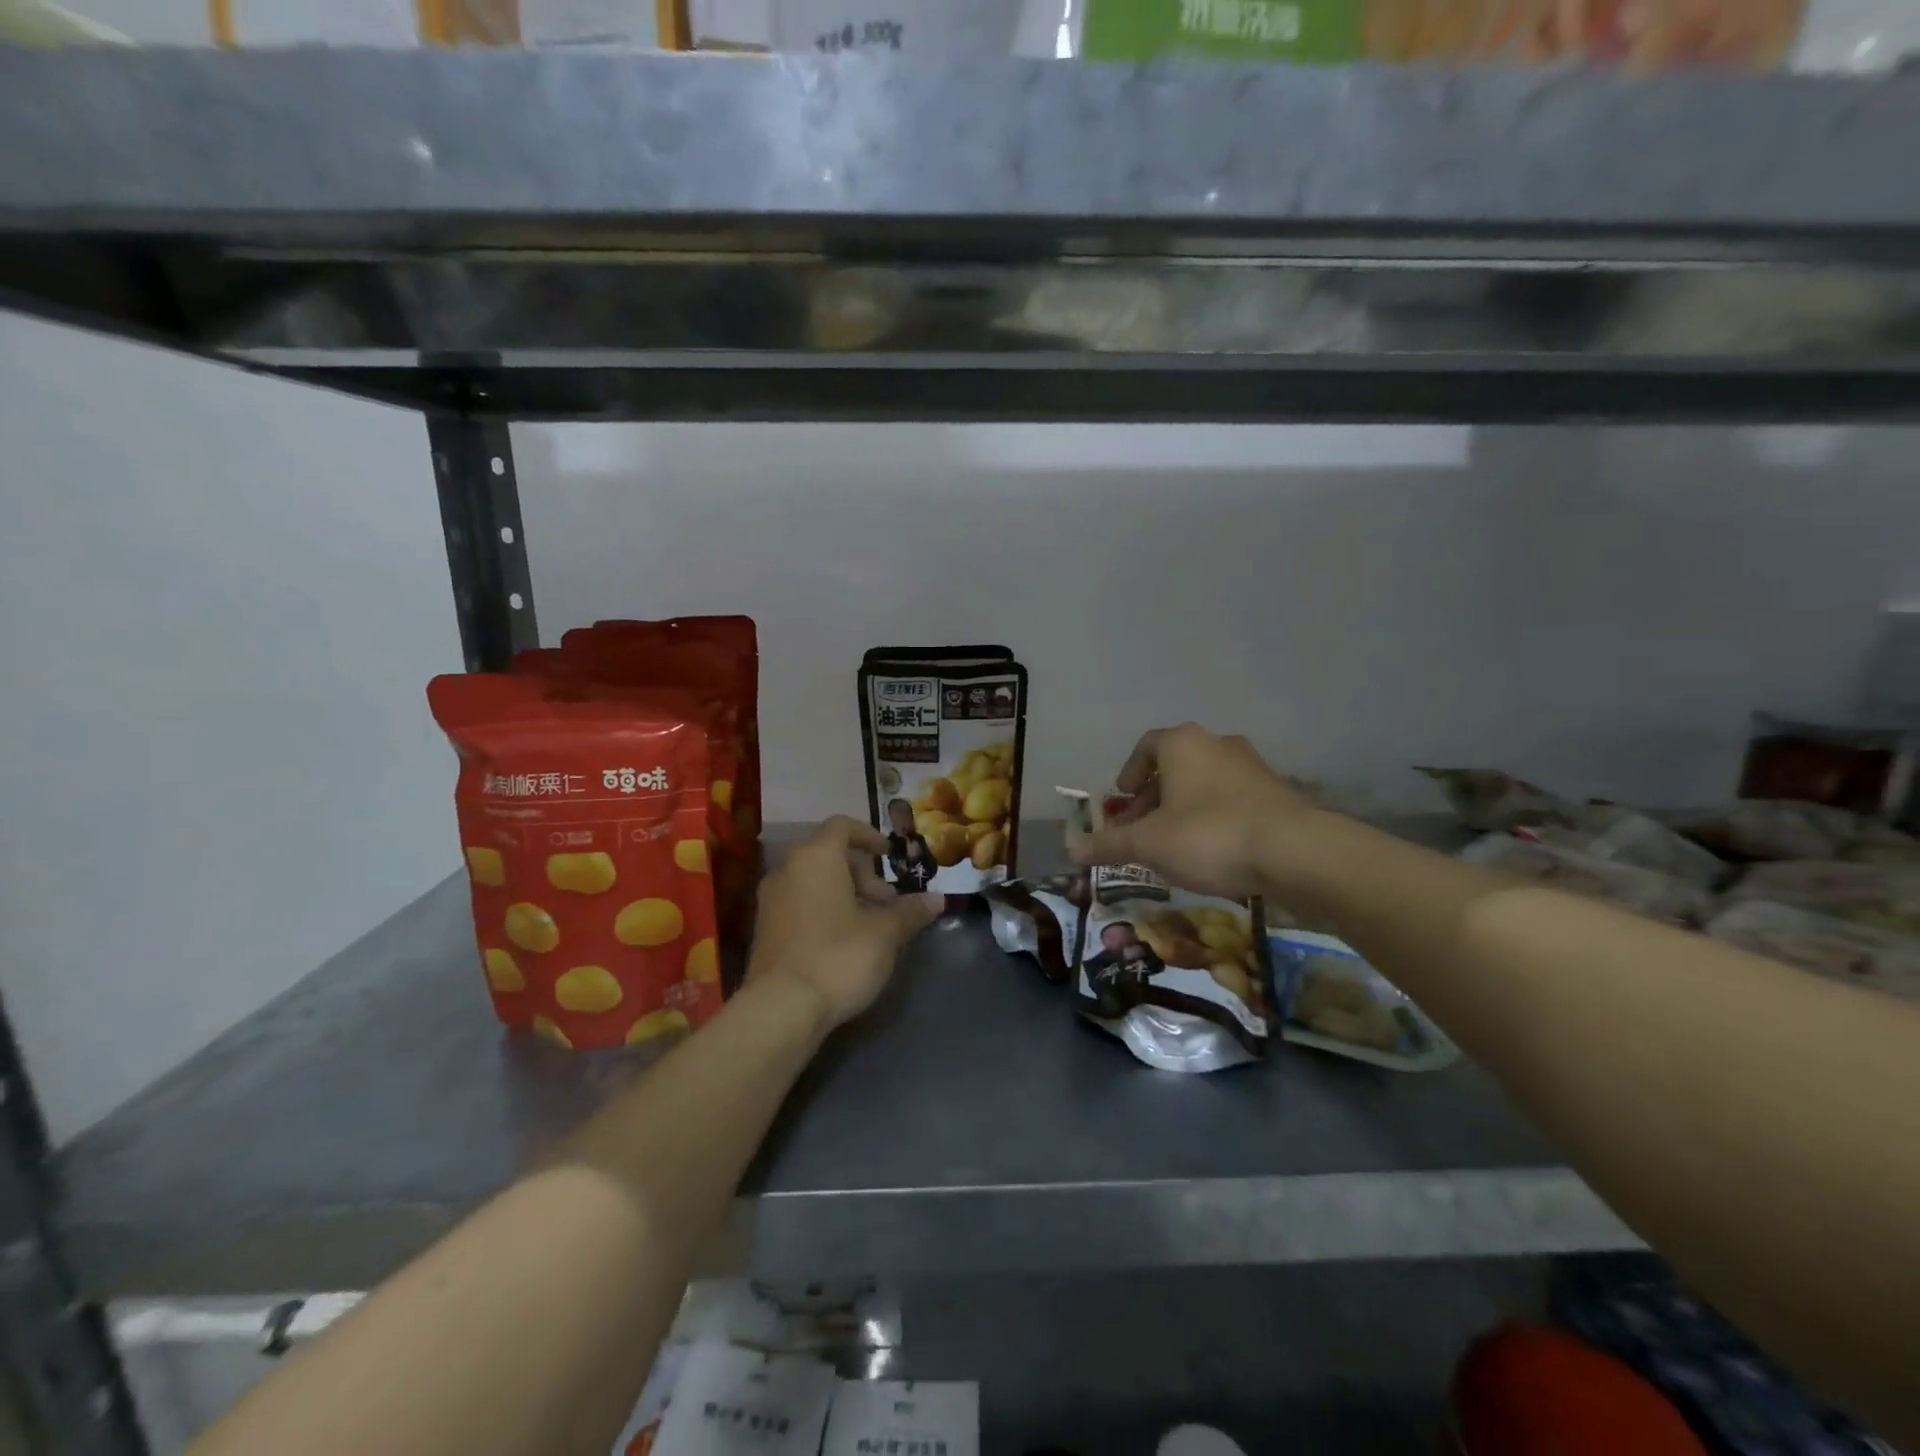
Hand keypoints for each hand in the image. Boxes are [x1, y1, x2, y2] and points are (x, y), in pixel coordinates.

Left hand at [748, 816, 943, 1033]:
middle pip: (828, 855)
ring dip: (843, 894)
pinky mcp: (763, 930)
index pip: (842, 826)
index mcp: (816, 857)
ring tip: (869, 925)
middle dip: (862, 874)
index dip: (869, 835)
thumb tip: (937, 899)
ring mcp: (770, 901)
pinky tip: (842, 943)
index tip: (889, 855)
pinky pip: (798, 905)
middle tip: (887, 902)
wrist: (780, 1009)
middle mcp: (787, 870)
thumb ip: (910, 911)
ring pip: (813, 882)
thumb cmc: (839, 956)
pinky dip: (823, 910)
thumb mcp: (885, 933)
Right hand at [1068, 724, 1316, 897]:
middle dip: (1153, 797)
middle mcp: (1217, 744)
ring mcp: (1252, 766)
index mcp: (1182, 744)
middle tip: (1141, 830)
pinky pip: (1232, 799)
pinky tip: (1213, 850)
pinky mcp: (1278, 792)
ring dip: (1183, 808)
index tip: (1122, 800)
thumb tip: (1071, 848)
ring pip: (1204, 782)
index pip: (1146, 746)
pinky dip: (1214, 817)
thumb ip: (1108, 844)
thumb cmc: (1209, 835)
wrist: (1296, 852)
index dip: (1129, 772)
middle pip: (1175, 765)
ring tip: (1174, 844)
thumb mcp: (1149, 844)